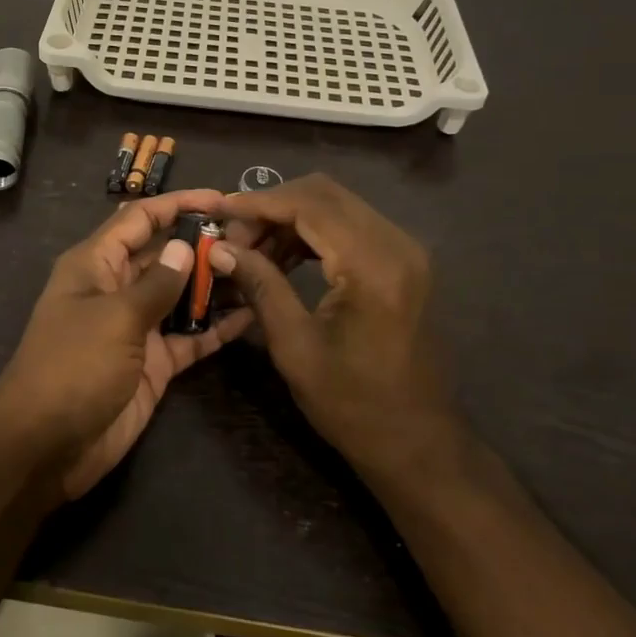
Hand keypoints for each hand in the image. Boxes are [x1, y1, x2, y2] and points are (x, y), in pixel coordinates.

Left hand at [0, 190, 252, 499]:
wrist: (46, 446)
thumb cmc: (73, 367)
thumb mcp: (115, 318)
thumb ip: (157, 284)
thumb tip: (185, 246)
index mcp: (96, 264)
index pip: (140, 218)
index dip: (178, 204)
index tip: (223, 199)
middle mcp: (117, 288)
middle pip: (166, 254)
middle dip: (205, 244)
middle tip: (257, 239)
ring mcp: (137, 327)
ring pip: (182, 295)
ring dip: (216, 284)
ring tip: (264, 270)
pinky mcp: (154, 363)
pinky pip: (190, 337)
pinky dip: (216, 328)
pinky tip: (253, 316)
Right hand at [212, 175, 465, 484]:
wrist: (418, 442)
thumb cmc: (353, 404)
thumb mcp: (295, 346)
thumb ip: (260, 286)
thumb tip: (220, 249)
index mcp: (373, 265)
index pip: (309, 205)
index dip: (257, 202)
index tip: (217, 211)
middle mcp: (396, 243)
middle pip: (324, 194)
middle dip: (272, 206)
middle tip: (233, 235)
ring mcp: (405, 251)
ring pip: (337, 205)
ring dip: (290, 218)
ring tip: (251, 249)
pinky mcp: (404, 263)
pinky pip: (351, 226)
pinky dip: (313, 232)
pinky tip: (283, 256)